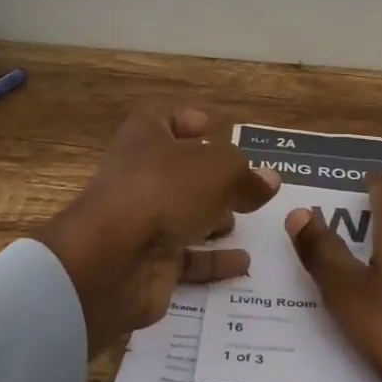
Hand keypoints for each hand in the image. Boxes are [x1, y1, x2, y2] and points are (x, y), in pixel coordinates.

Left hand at [37, 108, 278, 354]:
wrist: (112, 261)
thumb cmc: (164, 190)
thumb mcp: (219, 169)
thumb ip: (246, 174)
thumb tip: (268, 180)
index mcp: (145, 138)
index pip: (161, 118)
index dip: (184, 120)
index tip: (211, 128)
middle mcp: (139, 176)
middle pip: (176, 170)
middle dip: (208, 177)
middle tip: (242, 184)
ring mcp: (141, 222)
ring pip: (180, 215)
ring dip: (211, 219)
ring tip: (244, 220)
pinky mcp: (147, 263)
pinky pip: (185, 260)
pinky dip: (212, 261)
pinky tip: (243, 262)